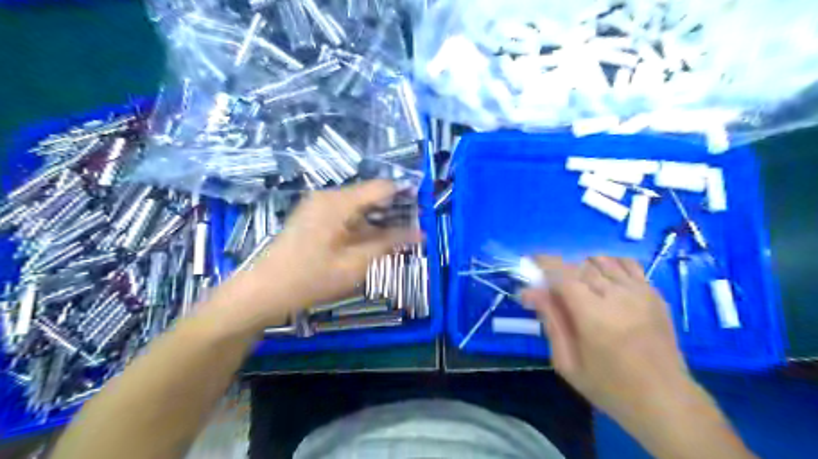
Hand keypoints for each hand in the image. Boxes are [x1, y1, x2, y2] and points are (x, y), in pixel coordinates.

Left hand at [210, 180, 421, 333]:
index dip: (406, 195)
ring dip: (378, 220)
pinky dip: (361, 225)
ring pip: (358, 206)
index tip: (423, 211)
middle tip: (412, 231)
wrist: (264, 291)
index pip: (381, 187)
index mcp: (338, 202)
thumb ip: (389, 244)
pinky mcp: (313, 216)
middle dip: (393, 211)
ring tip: (396, 239)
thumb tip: (420, 233)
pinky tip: (370, 242)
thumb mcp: (356, 264)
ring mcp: (317, 205)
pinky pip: (345, 214)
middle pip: (370, 195)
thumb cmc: (311, 278)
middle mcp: (328, 196)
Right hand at [525, 254, 696, 422]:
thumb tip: (530, 291)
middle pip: (579, 265)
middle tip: (551, 288)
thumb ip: (550, 321)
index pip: (562, 274)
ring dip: (582, 266)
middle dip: (559, 270)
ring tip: (578, 287)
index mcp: (593, 316)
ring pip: (601, 260)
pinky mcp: (653, 293)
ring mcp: (639, 292)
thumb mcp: (567, 362)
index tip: (530, 263)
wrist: (666, 400)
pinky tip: (603, 280)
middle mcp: (617, 296)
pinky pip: (626, 263)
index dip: (543, 263)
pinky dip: (608, 264)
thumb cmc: (609, 386)